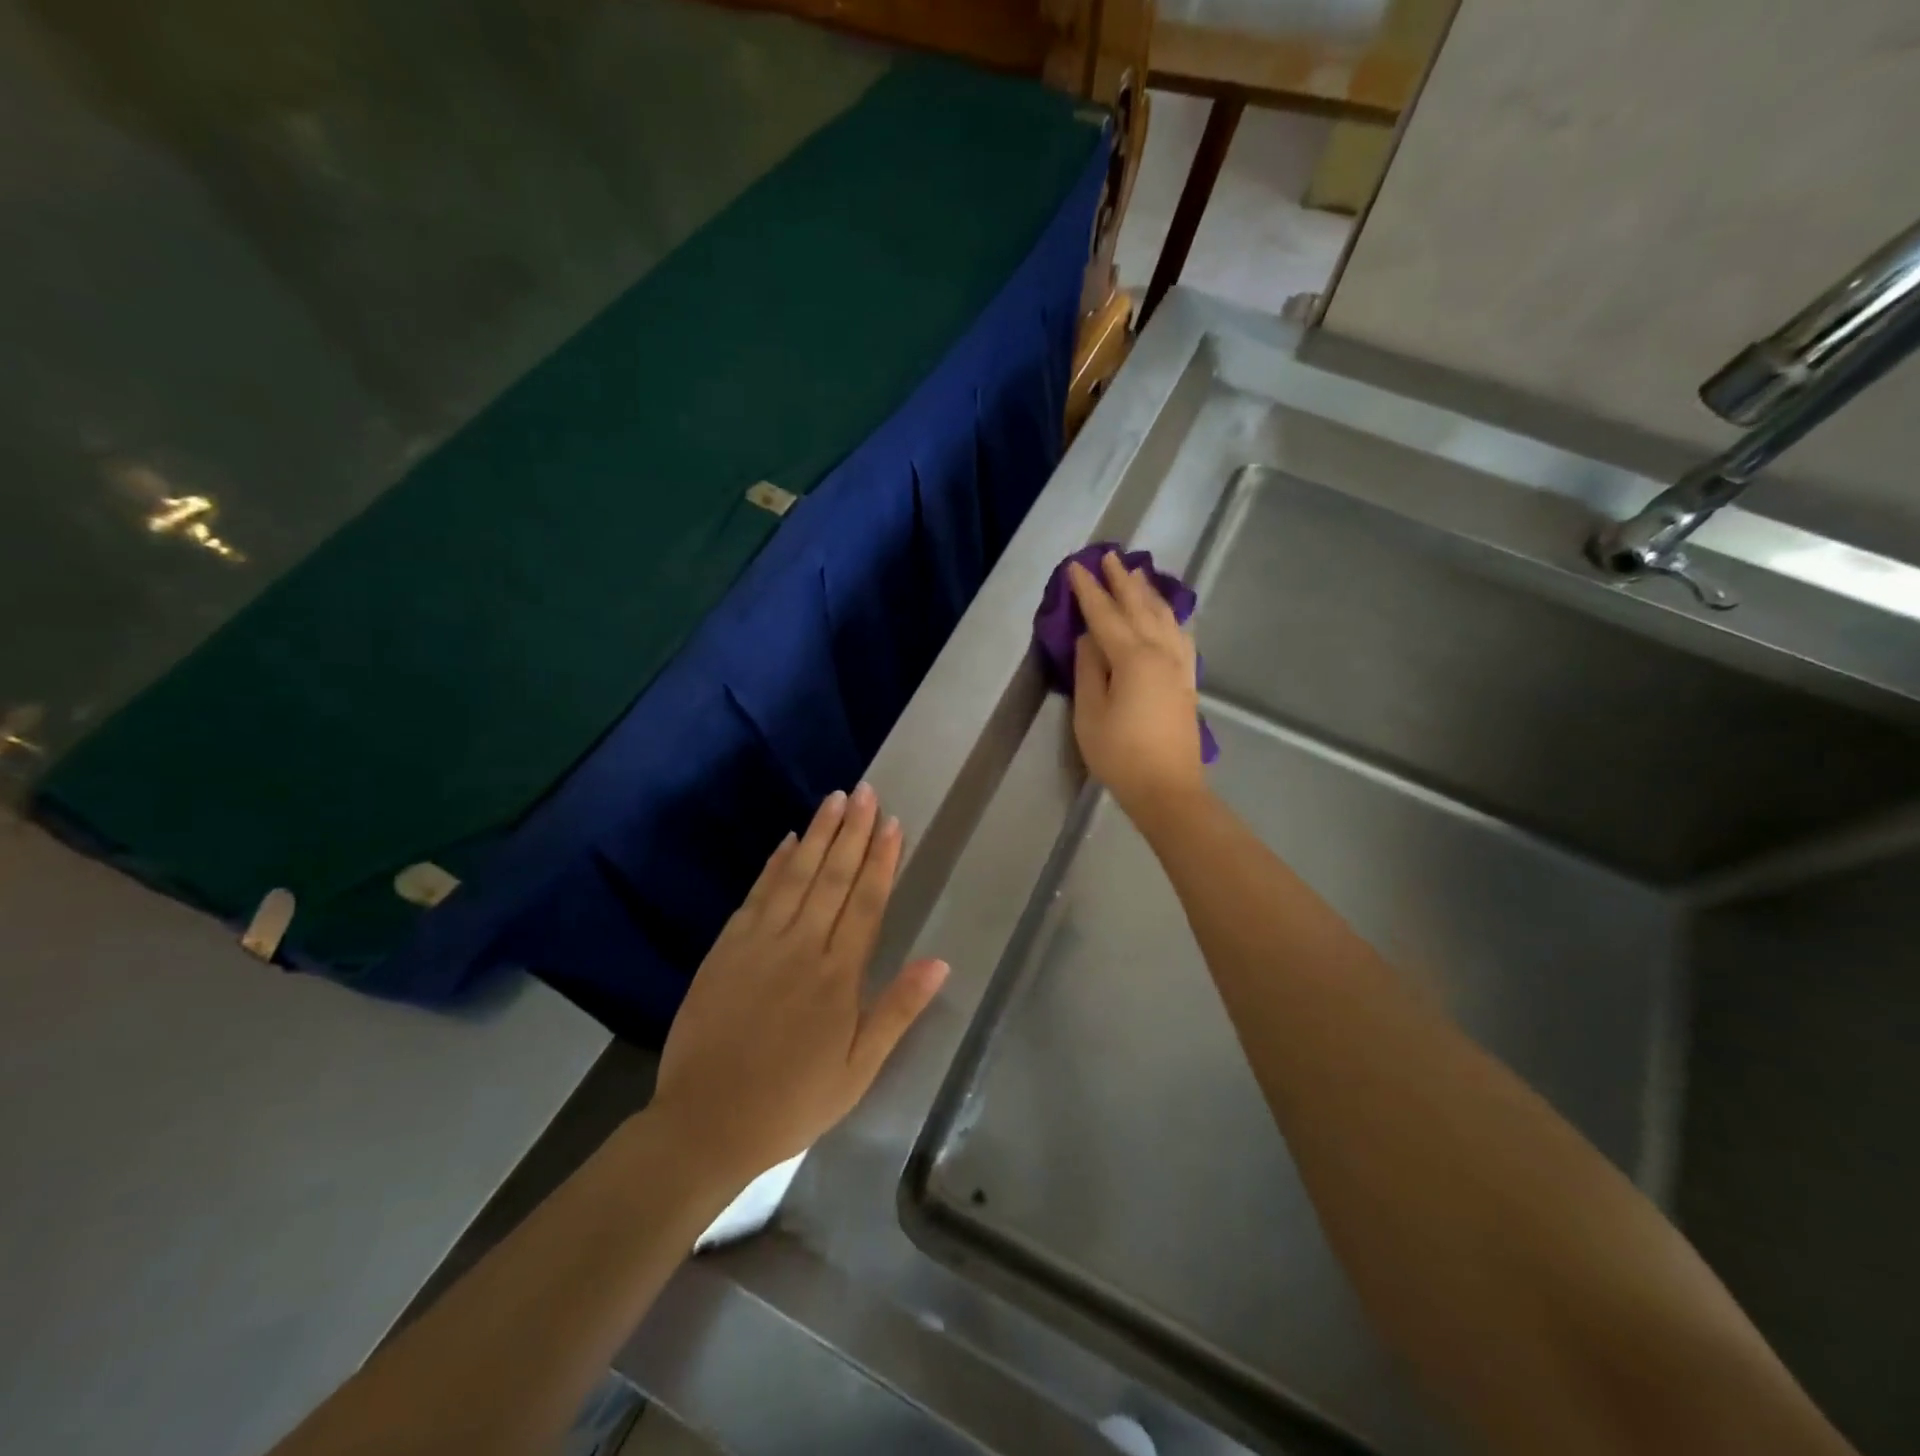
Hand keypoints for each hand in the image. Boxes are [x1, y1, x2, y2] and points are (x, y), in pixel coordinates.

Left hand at [652, 784, 948, 1188]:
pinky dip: (774, 864)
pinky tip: (788, 841)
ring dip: (818, 835)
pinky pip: (757, 895)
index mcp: (838, 976)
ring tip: (835, 799)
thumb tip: (941, 961)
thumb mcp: (858, 1070)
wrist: (705, 1123)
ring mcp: (760, 943)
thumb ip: (898, 1011)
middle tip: (866, 791)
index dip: (881, 860)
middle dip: (852, 831)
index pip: (867, 902)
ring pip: (797, 876)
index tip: (892, 822)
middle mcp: (802, 947)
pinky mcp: (726, 948)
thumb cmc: (793, 1101)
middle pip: (833, 877)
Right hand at [1068, 551, 1206, 821]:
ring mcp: (1179, 665)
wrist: (1168, 789)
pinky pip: (1180, 636)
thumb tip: (1089, 638)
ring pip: (1164, 617)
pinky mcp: (1187, 680)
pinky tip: (1167, 615)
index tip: (1076, 567)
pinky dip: (1170, 617)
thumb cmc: (1120, 755)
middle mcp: (1160, 653)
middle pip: (1139, 607)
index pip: (1105, 615)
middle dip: (1121, 581)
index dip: (1089, 591)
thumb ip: (1089, 670)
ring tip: (1137, 573)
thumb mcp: (1090, 714)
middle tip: (1108, 556)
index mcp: (1133, 659)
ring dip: (1148, 592)